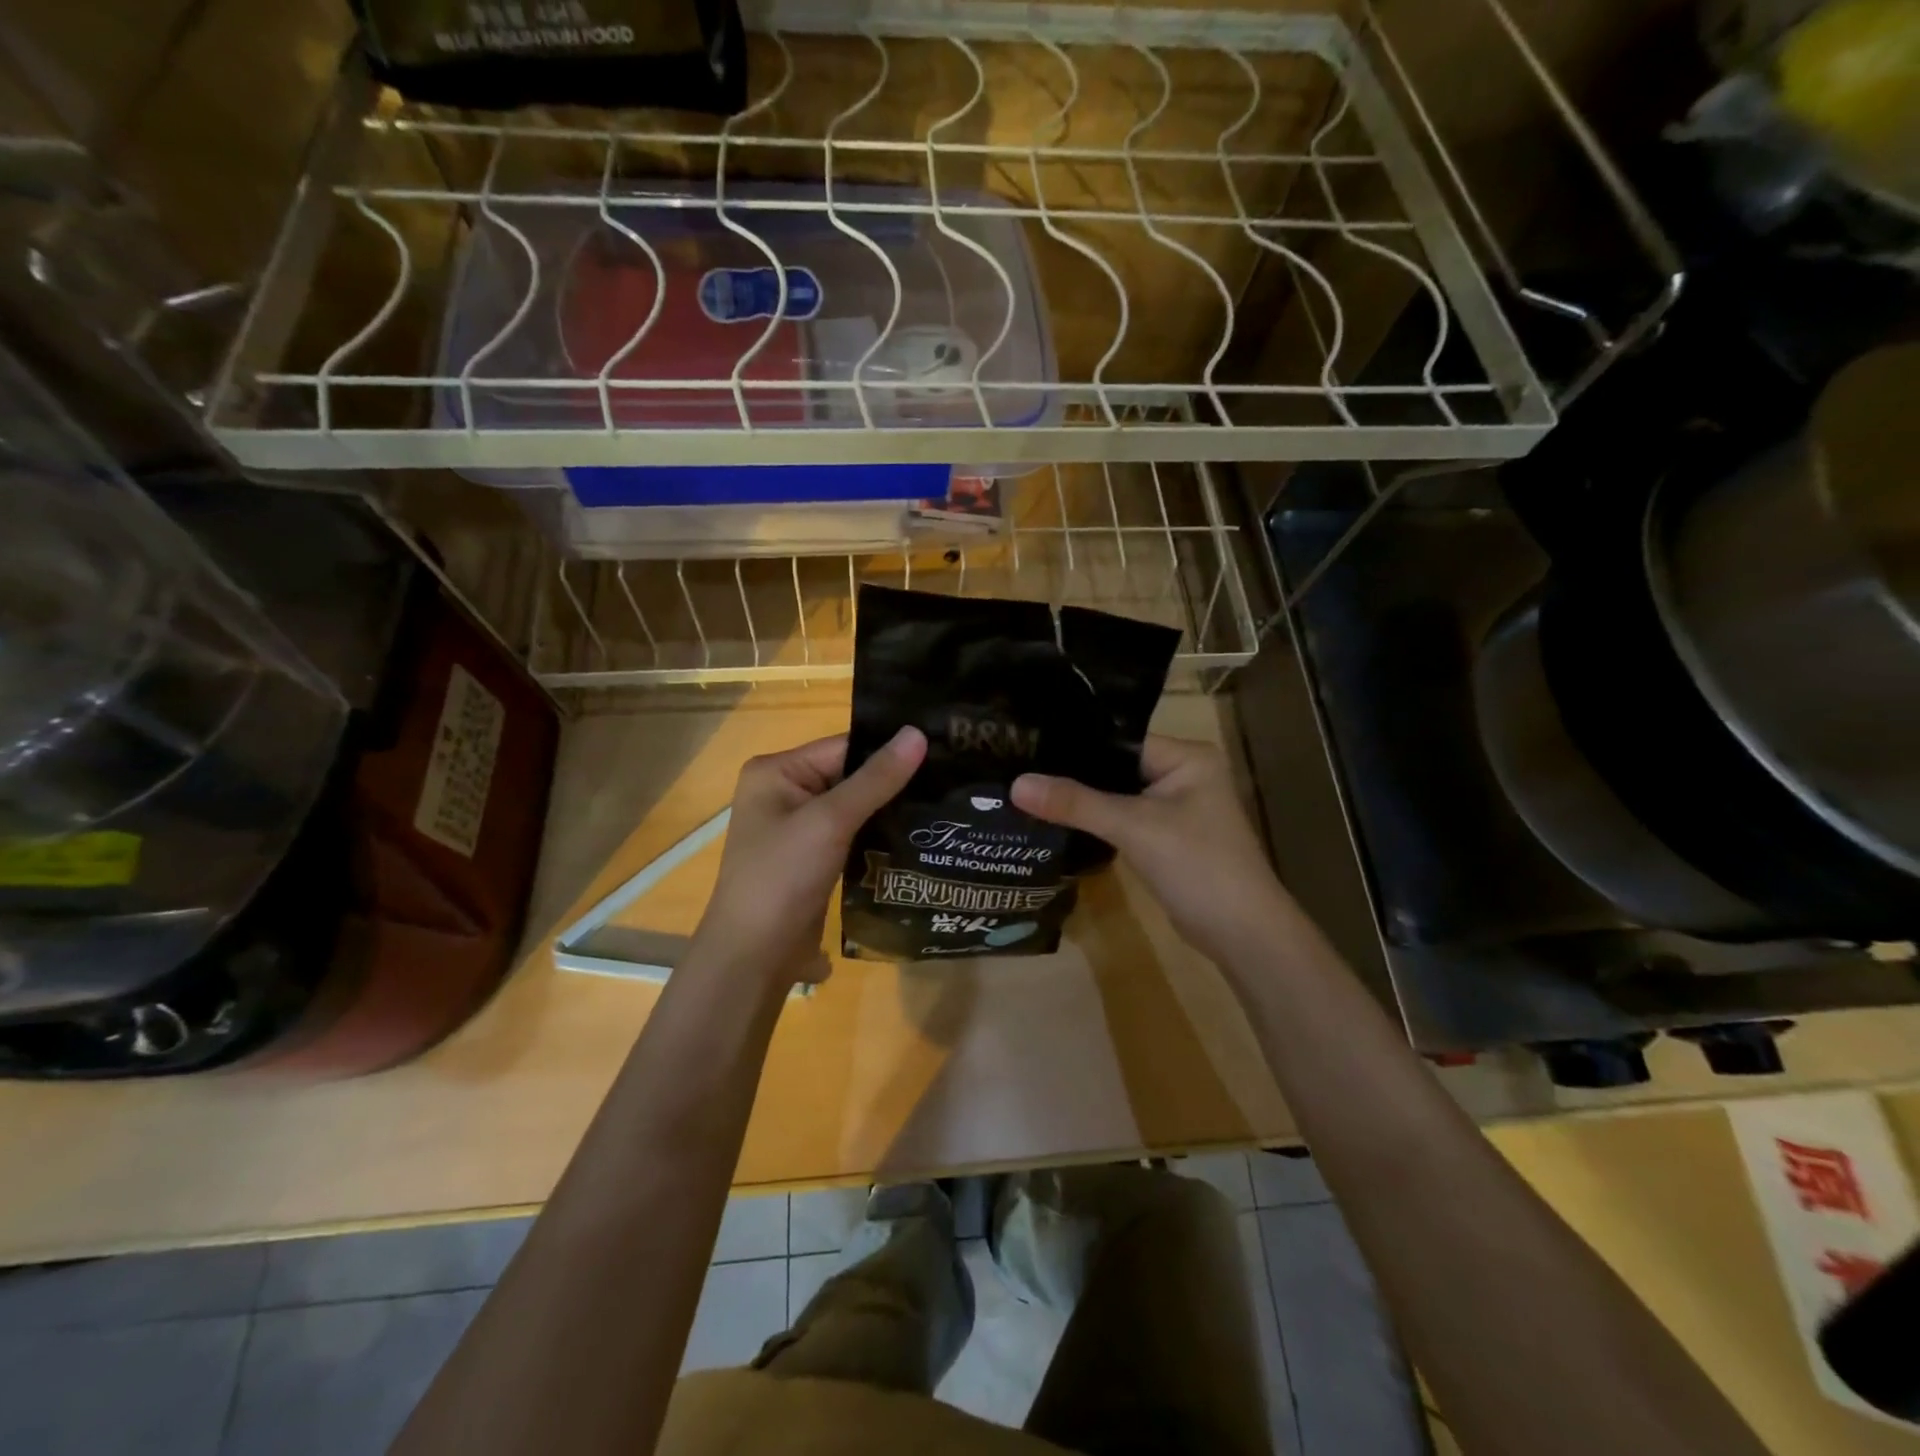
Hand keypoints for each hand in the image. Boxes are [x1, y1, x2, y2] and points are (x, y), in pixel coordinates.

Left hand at [693, 727, 926, 987]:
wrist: (754, 957)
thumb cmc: (782, 877)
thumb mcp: (830, 821)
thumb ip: (876, 779)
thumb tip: (917, 733)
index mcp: (777, 771)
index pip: (844, 747)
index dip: (890, 750)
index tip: (942, 751)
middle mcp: (785, 792)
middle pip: (851, 775)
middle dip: (895, 781)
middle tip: (952, 780)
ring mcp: (799, 828)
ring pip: (856, 807)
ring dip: (891, 810)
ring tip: (945, 806)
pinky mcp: (814, 858)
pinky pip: (853, 834)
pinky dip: (880, 835)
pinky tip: (918, 835)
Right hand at [1011, 735, 1291, 966]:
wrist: (1242, 934)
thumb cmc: (1197, 866)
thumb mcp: (1134, 827)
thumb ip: (1076, 803)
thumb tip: (1015, 784)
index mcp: (1187, 756)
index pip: (1119, 739)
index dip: (1075, 745)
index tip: (1026, 747)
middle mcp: (1184, 773)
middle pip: (1116, 766)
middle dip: (1074, 774)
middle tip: (1019, 770)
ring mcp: (1177, 807)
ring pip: (1118, 795)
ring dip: (1083, 800)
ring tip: (1029, 792)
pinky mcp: (1167, 837)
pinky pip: (1124, 819)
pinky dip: (1097, 821)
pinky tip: (1058, 820)